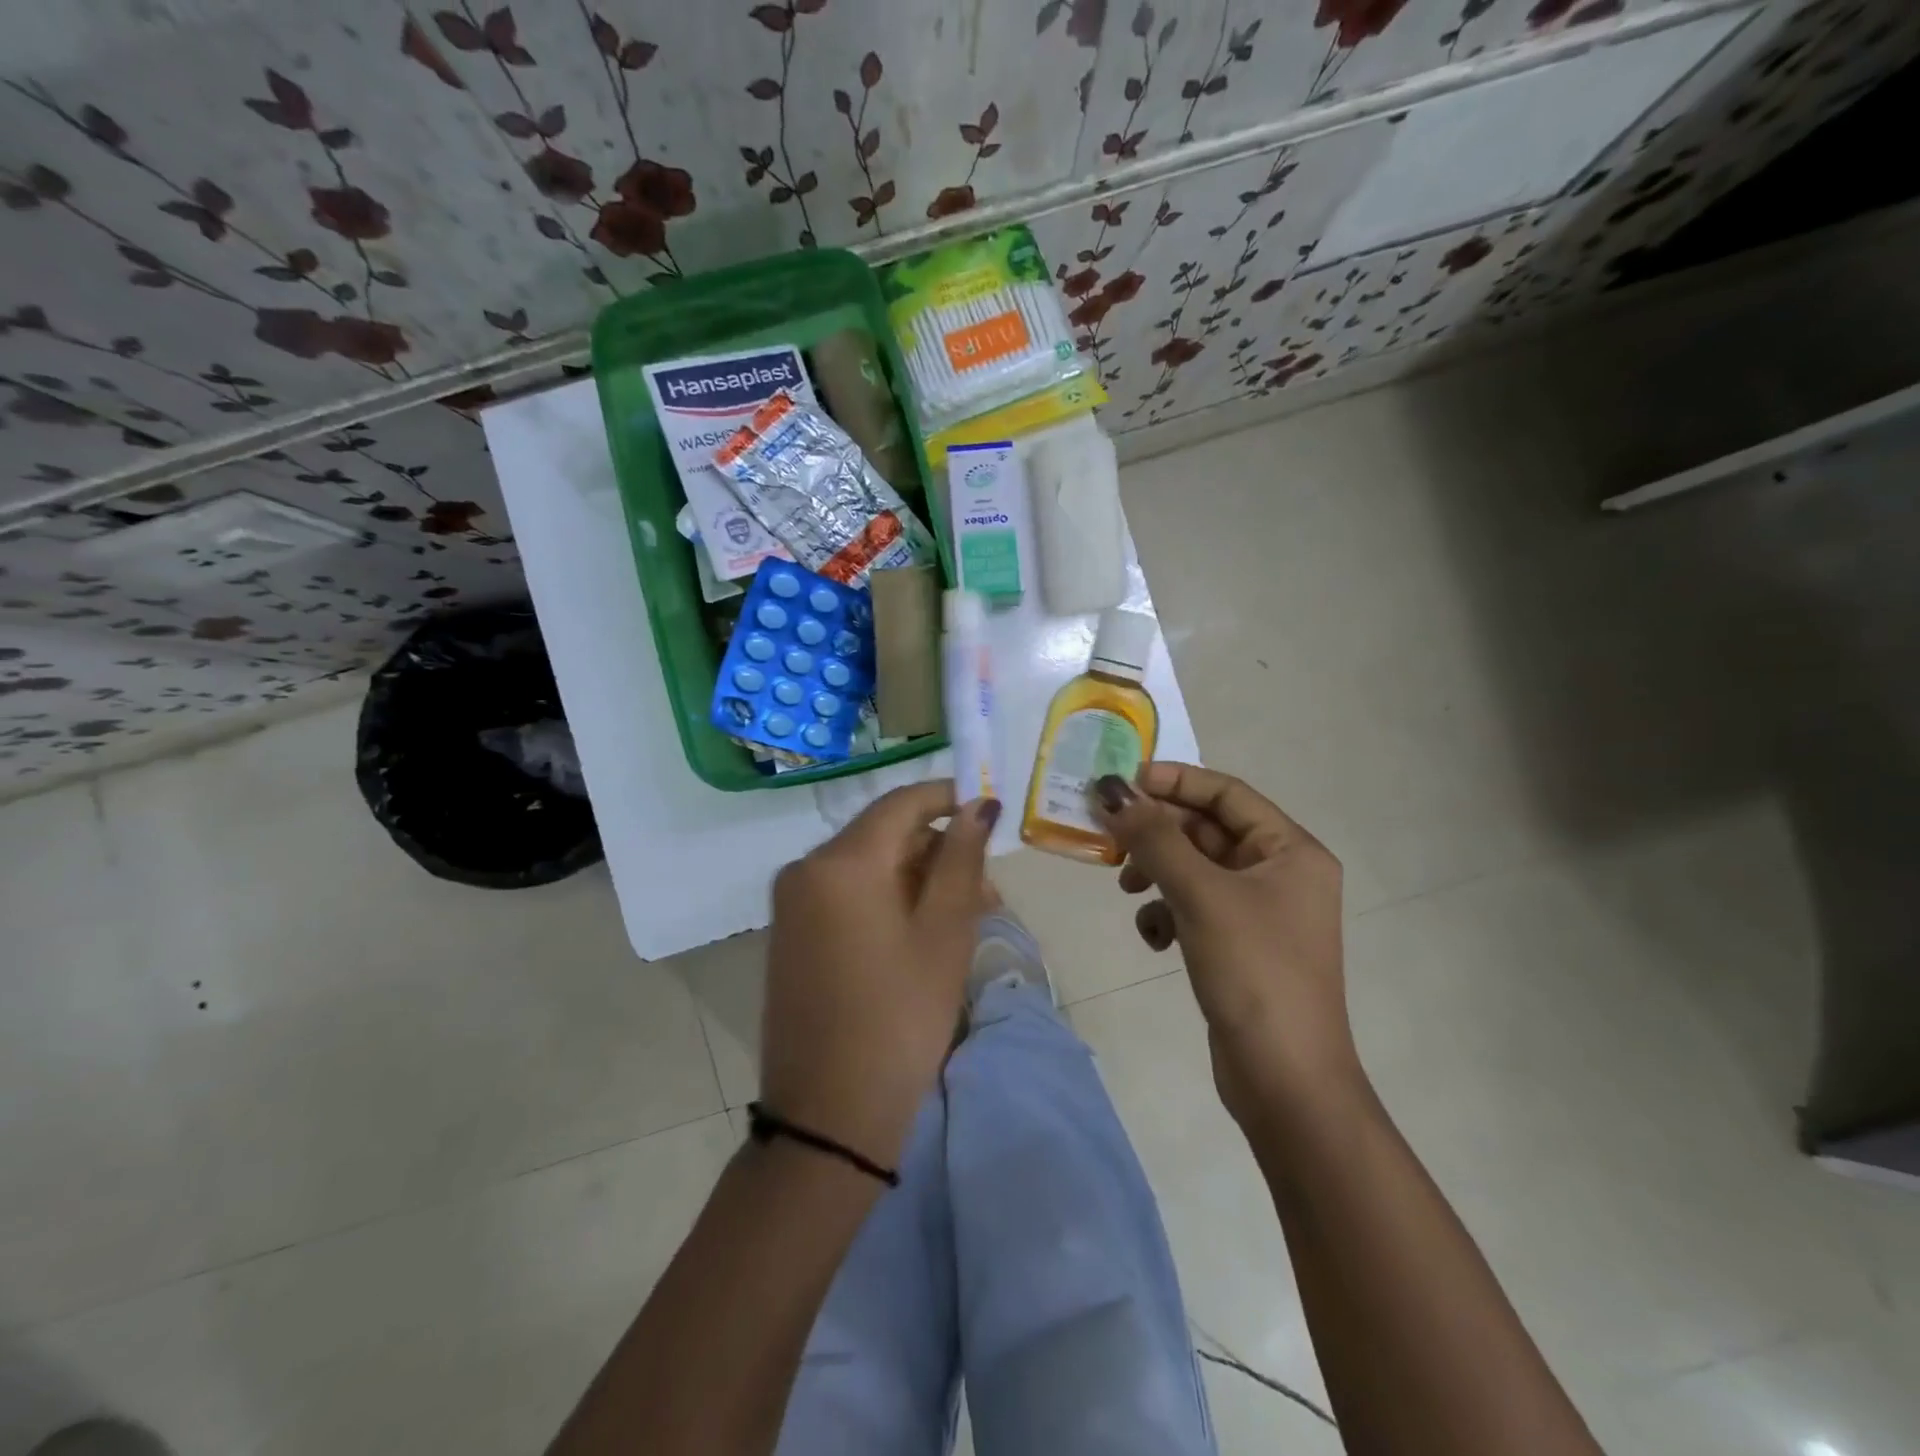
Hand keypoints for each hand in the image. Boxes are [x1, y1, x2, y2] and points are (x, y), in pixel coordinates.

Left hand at [760, 783, 999, 1168]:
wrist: (829, 1116)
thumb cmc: (900, 1017)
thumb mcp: (944, 933)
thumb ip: (961, 858)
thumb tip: (978, 804)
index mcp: (841, 861)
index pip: (902, 803)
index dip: (949, 798)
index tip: (990, 813)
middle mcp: (806, 869)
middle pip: (884, 835)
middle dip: (939, 851)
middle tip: (989, 892)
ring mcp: (793, 903)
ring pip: (869, 867)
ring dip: (918, 880)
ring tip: (968, 919)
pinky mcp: (792, 934)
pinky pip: (847, 895)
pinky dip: (888, 901)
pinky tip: (923, 934)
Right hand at [1094, 764, 1357, 1124]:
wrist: (1284, 1079)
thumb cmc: (1253, 971)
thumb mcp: (1200, 895)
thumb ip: (1153, 838)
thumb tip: (1111, 790)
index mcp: (1290, 850)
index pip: (1226, 792)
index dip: (1174, 781)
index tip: (1122, 782)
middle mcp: (1280, 873)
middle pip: (1207, 831)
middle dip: (1158, 834)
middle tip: (1109, 836)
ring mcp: (1259, 911)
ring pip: (1194, 870)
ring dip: (1157, 873)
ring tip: (1128, 890)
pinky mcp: (1238, 944)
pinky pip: (1194, 907)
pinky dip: (1167, 912)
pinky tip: (1154, 938)